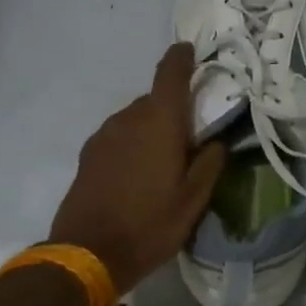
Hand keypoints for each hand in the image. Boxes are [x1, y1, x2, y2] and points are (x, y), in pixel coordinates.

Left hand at [50, 43, 226, 293]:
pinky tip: (142, 172)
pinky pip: (120, 136)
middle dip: (175, 108)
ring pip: (136, 118)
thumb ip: (210, 163)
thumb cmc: (150, 225)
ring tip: (168, 158)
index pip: (170, 74)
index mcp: (159, 123)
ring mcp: (104, 136)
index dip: (182, 58)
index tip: (191, 51)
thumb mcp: (193, 200)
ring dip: (153, 128)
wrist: (87, 254)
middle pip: (155, 100)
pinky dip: (135, 142)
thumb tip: (218, 140)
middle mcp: (128, 119)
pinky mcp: (89, 155)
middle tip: (194, 133)